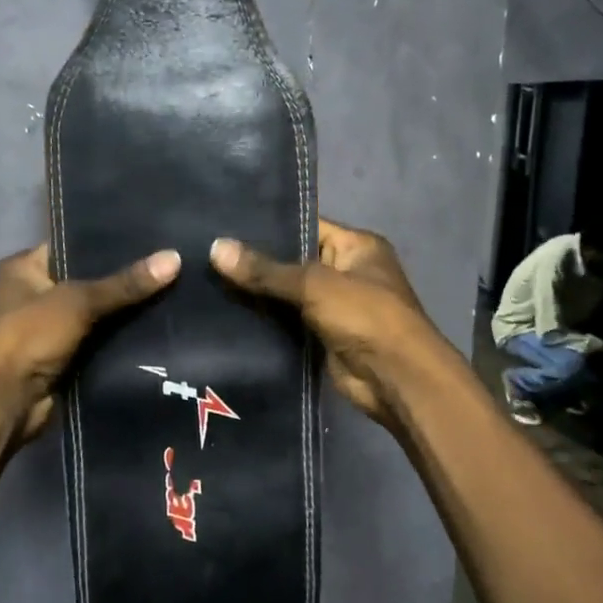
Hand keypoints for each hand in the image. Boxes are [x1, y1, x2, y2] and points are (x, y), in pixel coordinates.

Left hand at [0, 243, 181, 447]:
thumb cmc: (28, 336)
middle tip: (171, 266)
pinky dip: (120, 341)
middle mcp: (32, 295)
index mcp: (23, 268)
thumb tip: (175, 257)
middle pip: (87, 281)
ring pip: (96, 315)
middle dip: (124, 280)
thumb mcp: (78, 301)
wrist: (2, 403)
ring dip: (125, 313)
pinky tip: (159, 330)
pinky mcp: (61, 360)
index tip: (152, 238)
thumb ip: (125, 283)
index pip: (71, 245)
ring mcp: (46, 330)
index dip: (108, 242)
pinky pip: (98, 343)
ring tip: (175, 295)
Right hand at [209, 219, 443, 430]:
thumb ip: (266, 270)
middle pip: (293, 261)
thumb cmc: (365, 317)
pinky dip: (264, 320)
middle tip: (206, 252)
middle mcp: (346, 271)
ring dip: (257, 293)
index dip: (268, 225)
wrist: (396, 379)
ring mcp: (334, 306)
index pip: (306, 225)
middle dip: (256, 262)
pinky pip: (287, 322)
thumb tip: (215, 248)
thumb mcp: (315, 284)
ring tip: (206, 280)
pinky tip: (225, 313)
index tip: (225, 223)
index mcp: (356, 246)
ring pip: (287, 294)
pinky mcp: (321, 336)